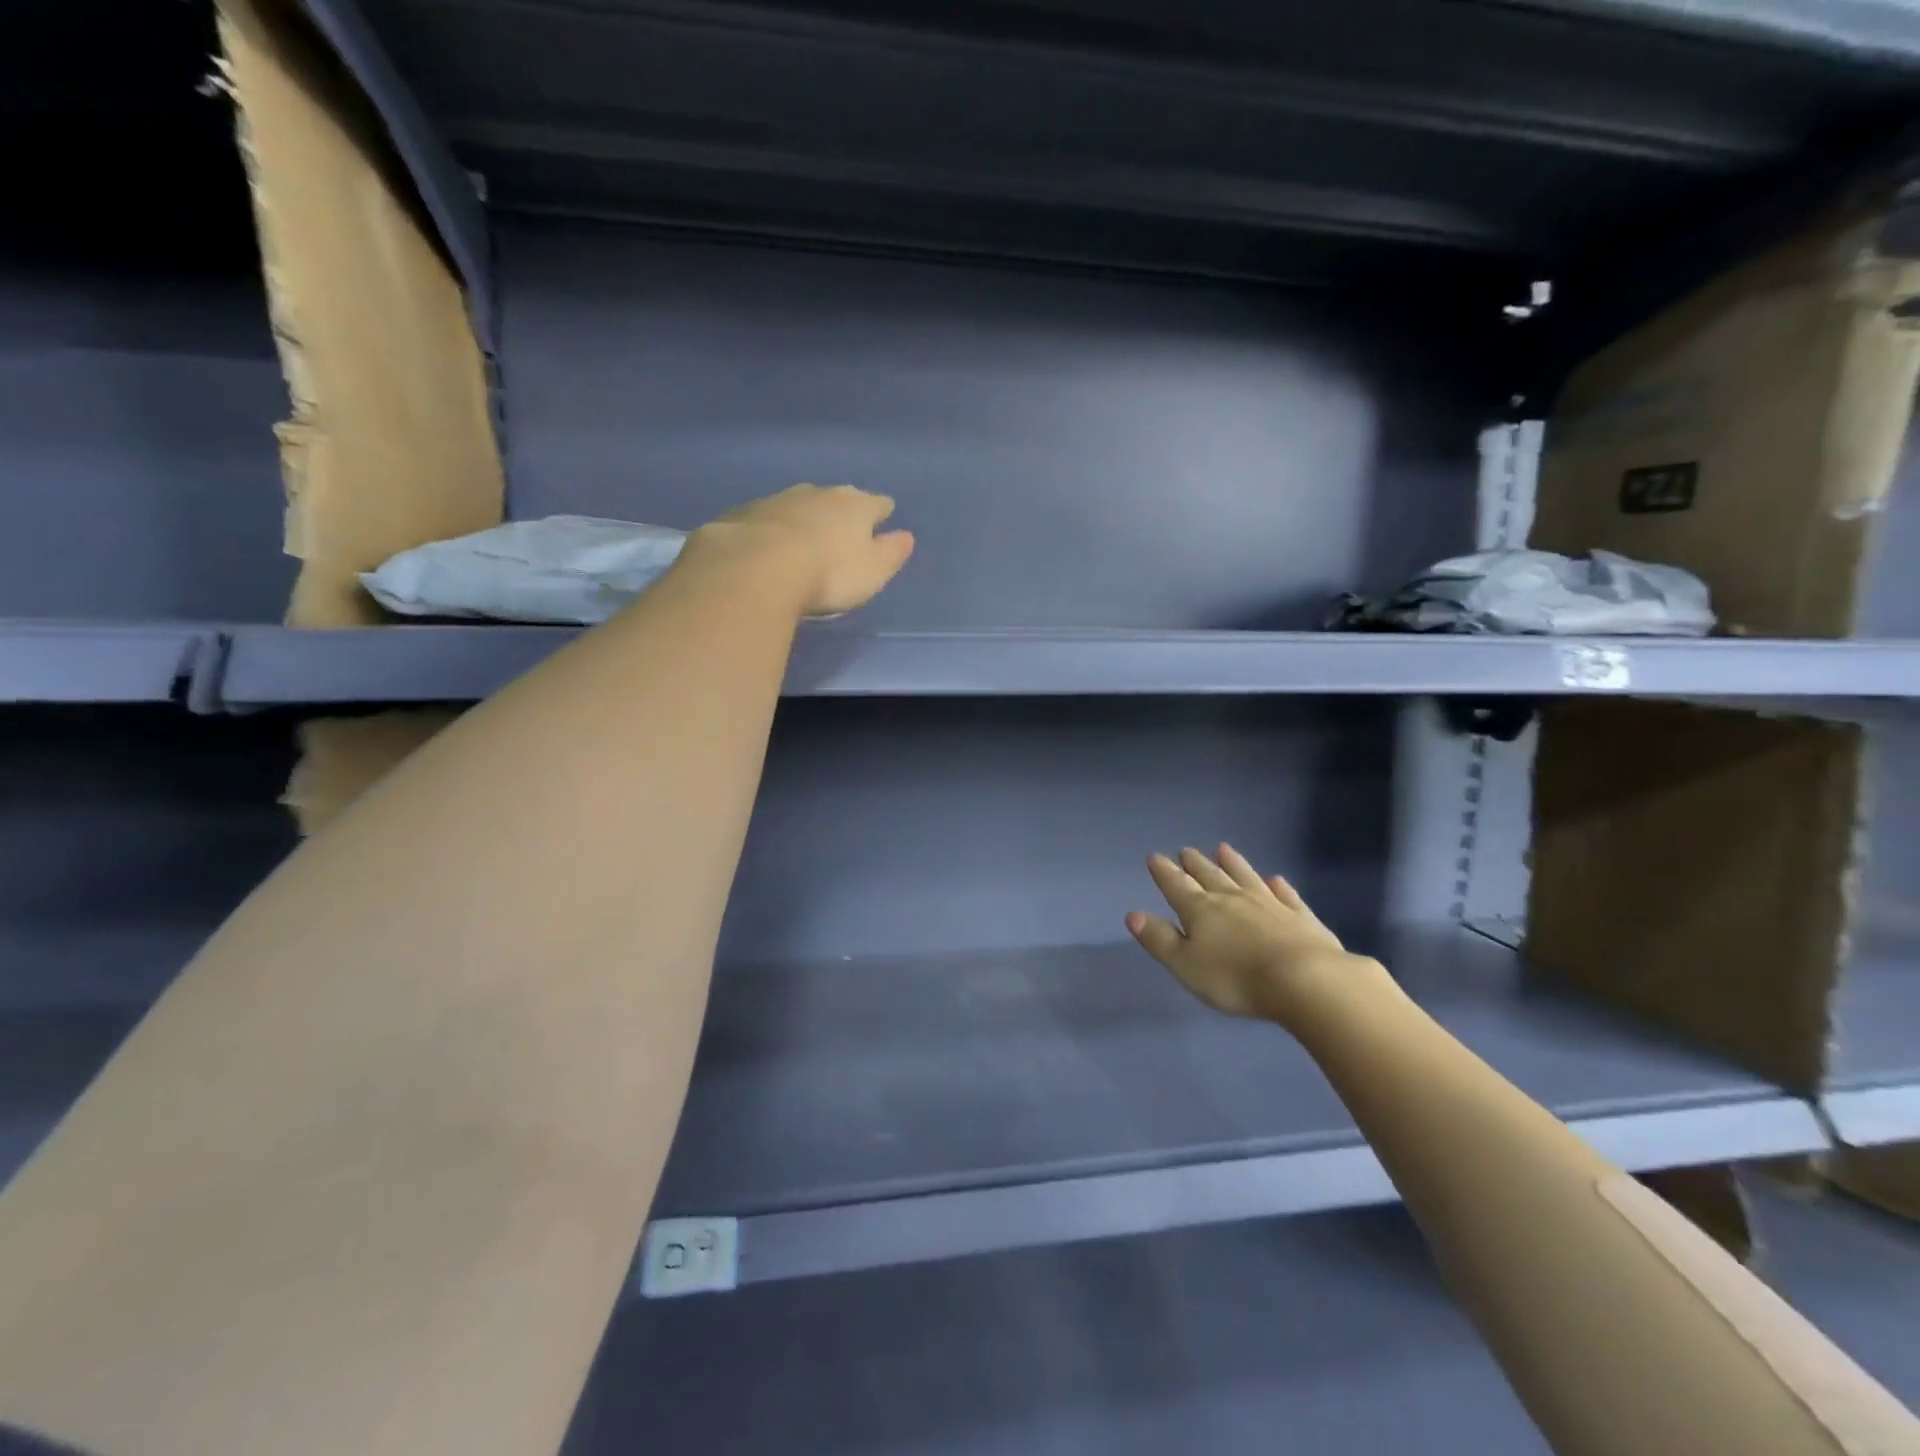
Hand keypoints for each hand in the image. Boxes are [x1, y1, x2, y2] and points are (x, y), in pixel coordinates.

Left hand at [696, 483, 914, 616]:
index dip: (882, 512)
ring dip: (807, 516)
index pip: (878, 504)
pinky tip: (771, 544)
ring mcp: (780, 499)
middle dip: (843, 511)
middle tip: (844, 528)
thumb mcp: (872, 572)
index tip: (884, 518)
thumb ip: (892, 553)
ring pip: (802, 503)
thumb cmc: (829, 573)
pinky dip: (775, 528)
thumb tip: (906, 536)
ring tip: (806, 536)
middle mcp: (820, 493)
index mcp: (857, 506)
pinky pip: (769, 518)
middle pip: (839, 498)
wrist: (757, 566)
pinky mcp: (747, 513)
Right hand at [1127, 844, 1369, 1027]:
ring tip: (1223, 849)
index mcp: (1201, 910)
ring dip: (1233, 863)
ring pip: (1245, 877)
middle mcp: (1232, 898)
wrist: (1306, 981)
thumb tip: (1133, 915)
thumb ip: (1159, 939)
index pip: (1176, 885)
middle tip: (1186, 850)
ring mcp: (1269, 904)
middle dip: (1195, 864)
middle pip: (1210, 875)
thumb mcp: (1185, 966)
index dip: (1164, 872)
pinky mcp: (1300, 916)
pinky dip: (1278, 885)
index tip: (1155, 857)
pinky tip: (1275, 879)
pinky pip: (1286, 894)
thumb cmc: (1235, 979)